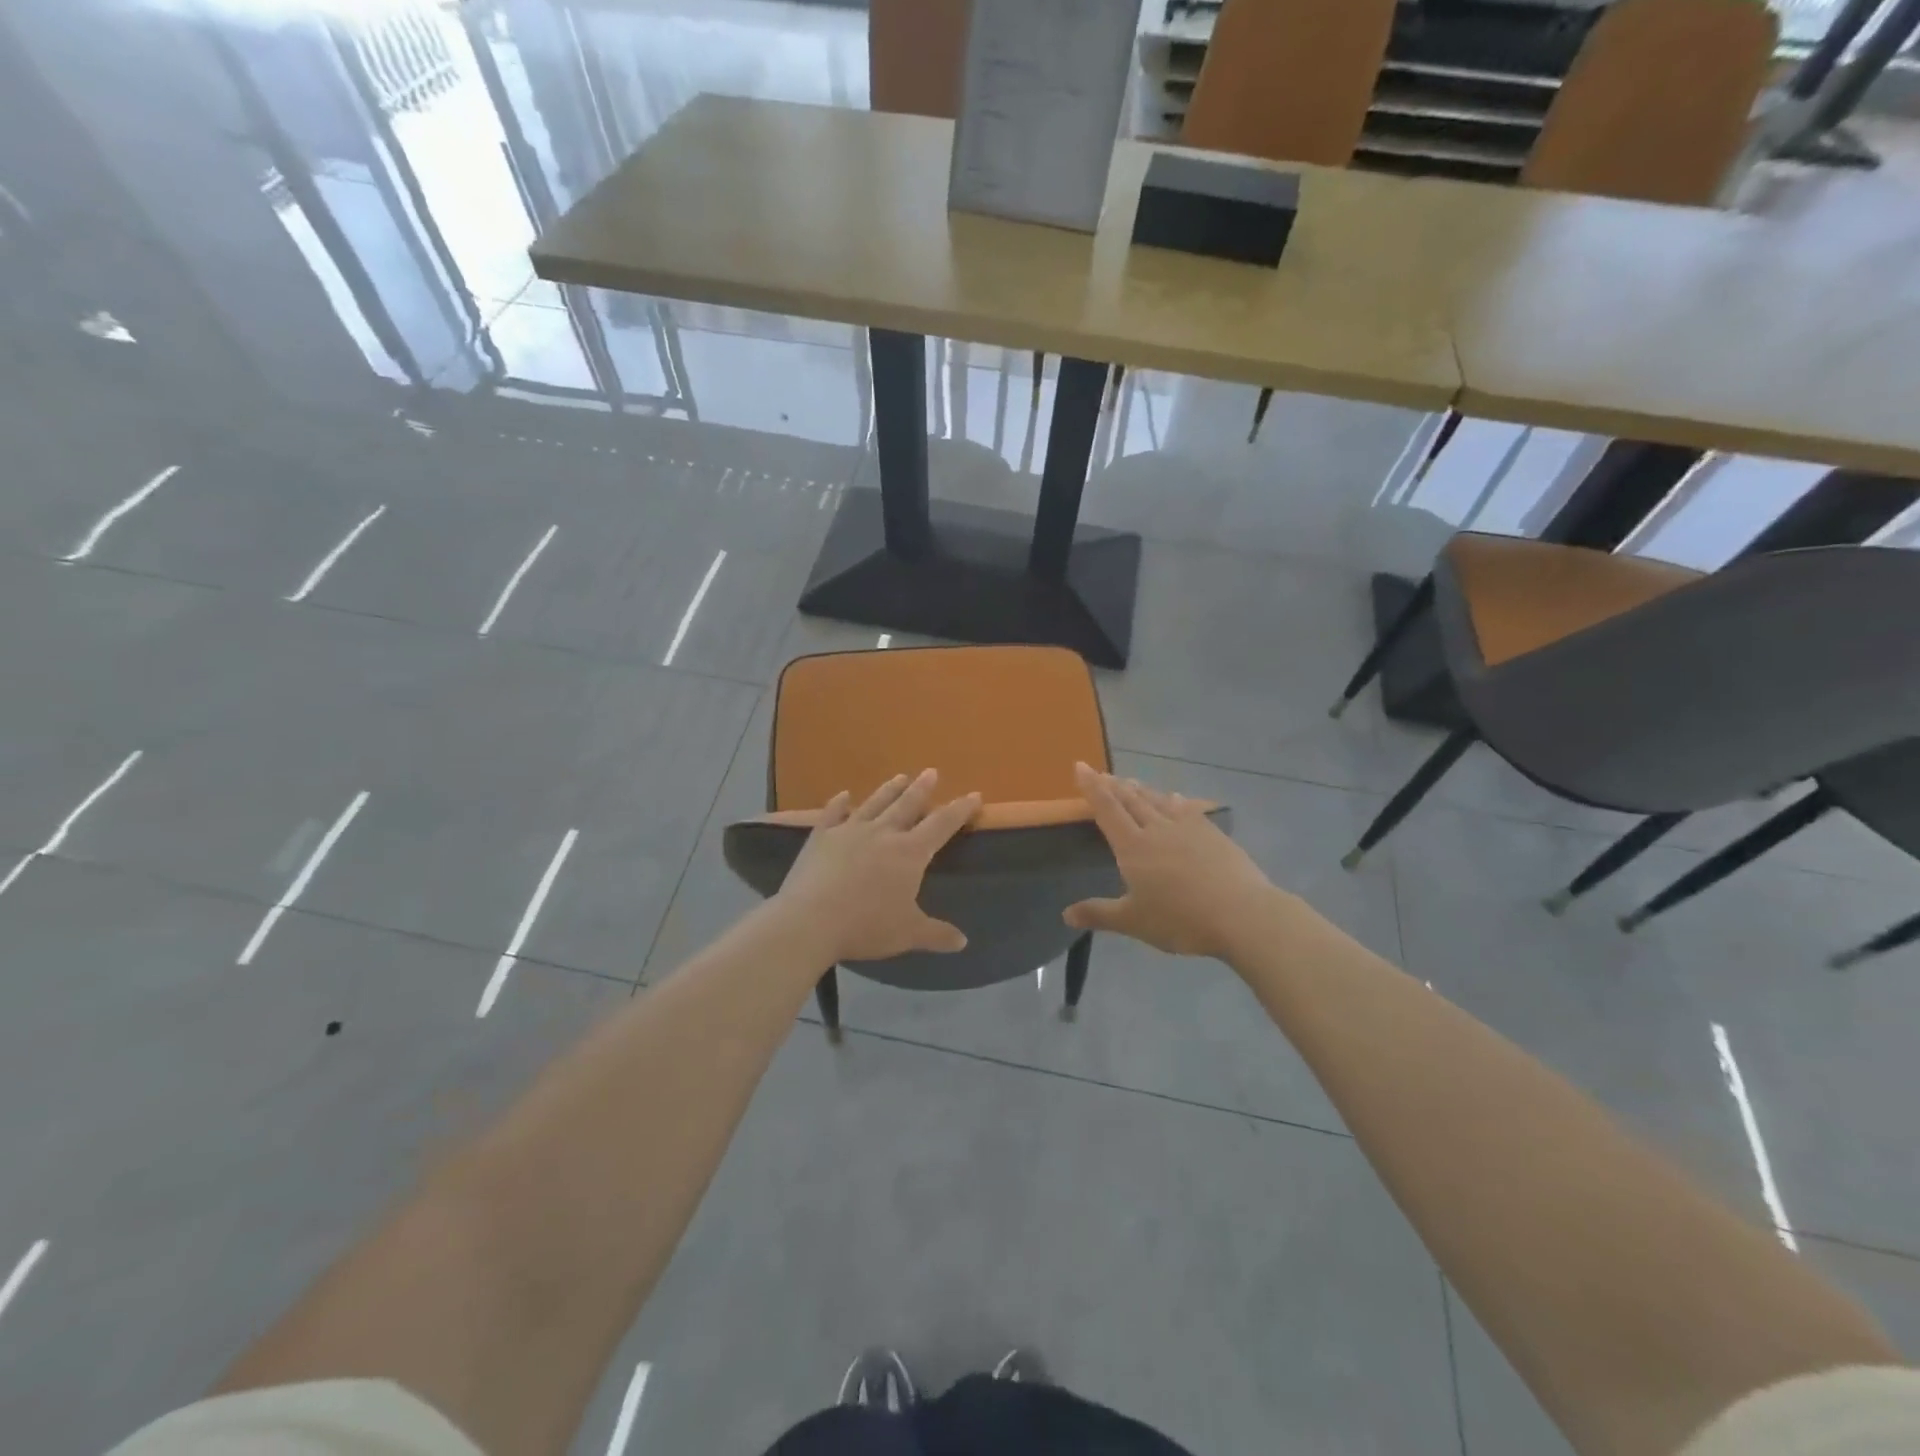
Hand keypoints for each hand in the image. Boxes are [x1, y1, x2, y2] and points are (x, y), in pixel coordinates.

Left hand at [773, 770, 981, 964]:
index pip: (942, 825)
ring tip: (900, 776)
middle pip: (908, 804)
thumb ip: (936, 934)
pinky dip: (839, 803)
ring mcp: (849, 831)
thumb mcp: (907, 934)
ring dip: (889, 789)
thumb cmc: (866, 926)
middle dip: (923, 788)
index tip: (974, 795)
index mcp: (910, 853)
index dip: (960, 809)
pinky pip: (832, 813)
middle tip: (932, 771)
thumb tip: (963, 942)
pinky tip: (843, 795)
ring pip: (875, 803)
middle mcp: (882, 833)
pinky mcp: (821, 837)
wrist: (809, 920)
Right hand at [1064, 763, 1276, 959]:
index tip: (1081, 765)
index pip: (1107, 809)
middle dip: (1114, 785)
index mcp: (1132, 846)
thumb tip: (1066, 915)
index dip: (1092, 787)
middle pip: (1131, 800)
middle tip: (1102, 774)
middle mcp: (1156, 829)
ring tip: (1130, 781)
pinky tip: (1175, 797)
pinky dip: (1175, 800)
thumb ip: (1099, 914)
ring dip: (1141, 789)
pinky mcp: (1212, 833)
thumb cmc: (1180, 919)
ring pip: (1158, 800)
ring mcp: (1188, 828)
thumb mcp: (1134, 921)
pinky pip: (1187, 808)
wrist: (1241, 914)